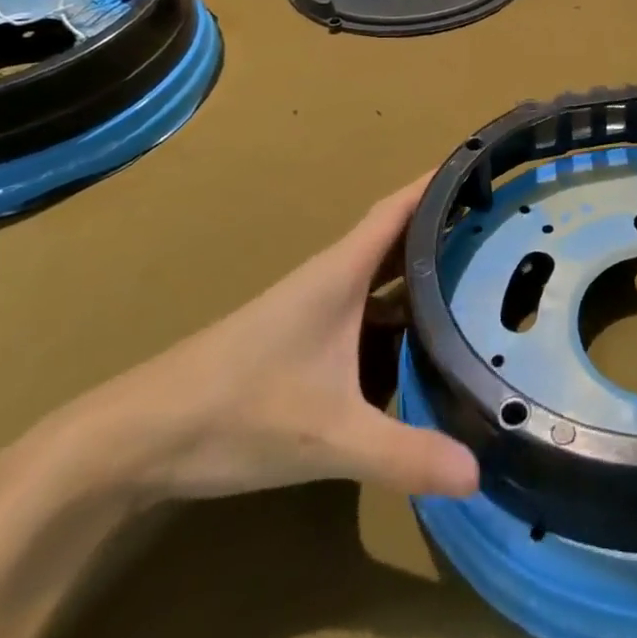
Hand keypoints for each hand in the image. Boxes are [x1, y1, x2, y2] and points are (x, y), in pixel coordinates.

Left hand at [21, 175, 477, 504]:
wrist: (134, 440)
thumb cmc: (234, 412)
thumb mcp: (327, 437)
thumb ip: (403, 454)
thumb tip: (480, 472)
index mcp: (341, 272)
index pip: (400, 207)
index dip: (439, 181)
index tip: (484, 166)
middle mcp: (332, 279)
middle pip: (398, 237)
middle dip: (447, 225)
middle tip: (501, 226)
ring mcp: (315, 310)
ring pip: (382, 276)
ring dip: (424, 268)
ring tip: (479, 272)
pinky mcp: (302, 341)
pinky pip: (367, 310)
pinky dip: (400, 310)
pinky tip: (423, 337)